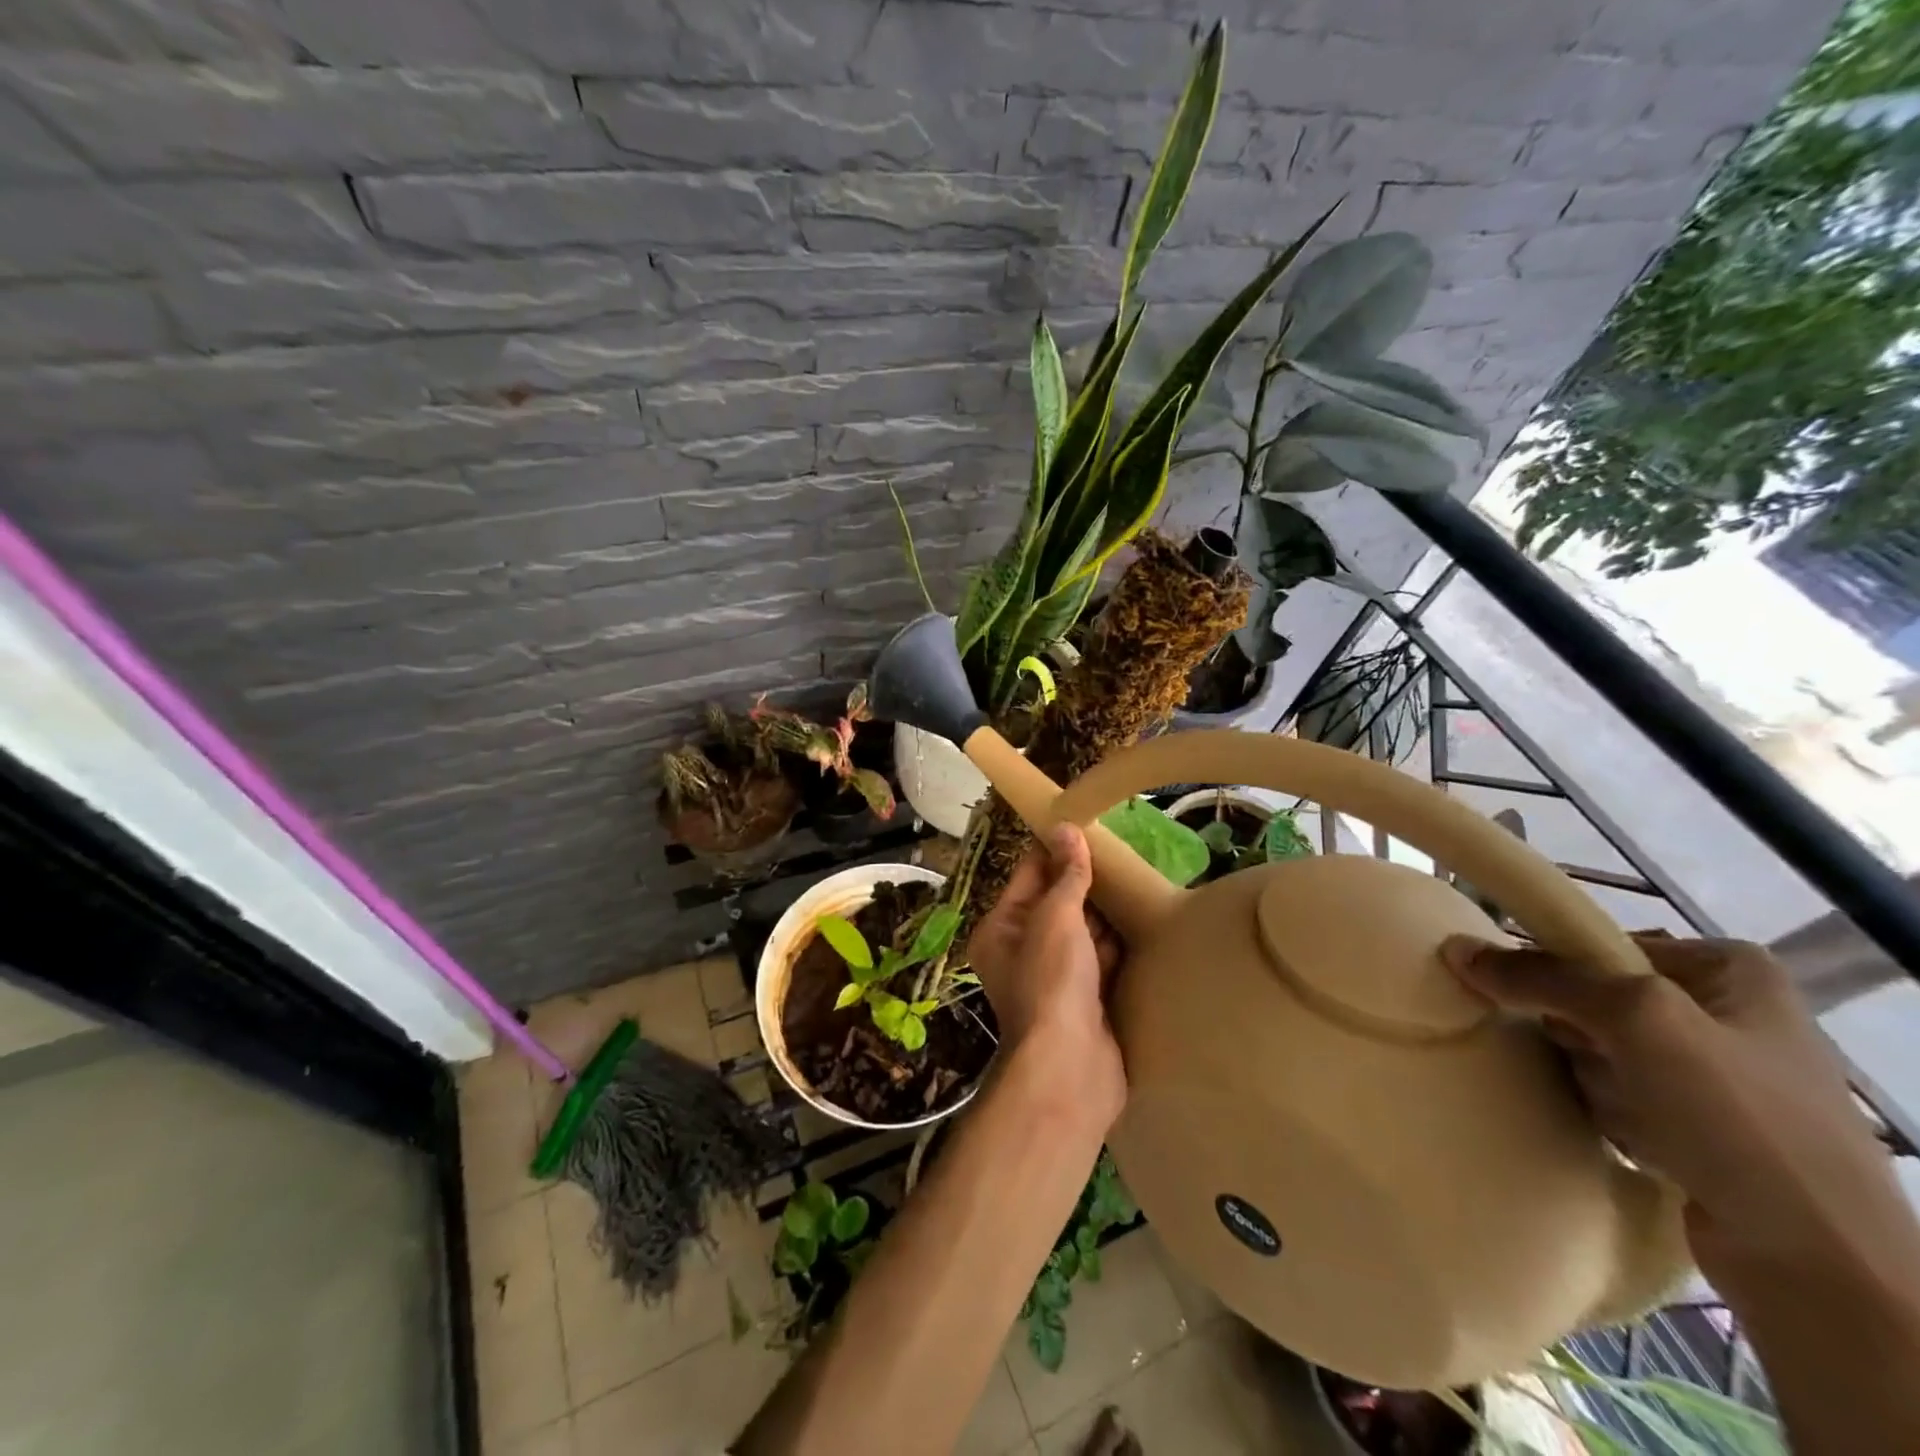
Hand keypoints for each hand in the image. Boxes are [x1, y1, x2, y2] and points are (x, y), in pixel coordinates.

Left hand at [969, 824, 1125, 1122]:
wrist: (1070, 1068)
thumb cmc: (1052, 981)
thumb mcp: (1056, 918)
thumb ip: (1065, 875)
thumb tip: (1066, 828)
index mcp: (1001, 929)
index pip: (1028, 876)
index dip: (1054, 850)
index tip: (1085, 825)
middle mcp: (1023, 951)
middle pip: (1056, 904)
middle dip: (1084, 882)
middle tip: (1121, 851)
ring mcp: (1056, 978)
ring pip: (1081, 933)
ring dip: (1104, 913)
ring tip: (1136, 879)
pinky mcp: (1085, 1000)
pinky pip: (1101, 962)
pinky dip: (1116, 946)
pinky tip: (1141, 922)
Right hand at [1443, 933, 1914, 1289]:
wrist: (1819, 1266)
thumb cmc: (1738, 1118)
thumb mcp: (1636, 1020)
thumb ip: (1541, 977)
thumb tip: (1455, 947)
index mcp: (1732, 970)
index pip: (1603, 945)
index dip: (1564, 974)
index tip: (1548, 1009)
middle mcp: (1728, 1012)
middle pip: (1596, 998)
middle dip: (1578, 1035)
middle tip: (1592, 1064)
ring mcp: (1719, 1073)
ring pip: (1600, 1047)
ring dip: (1590, 1076)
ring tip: (1618, 1111)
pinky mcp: (1705, 1126)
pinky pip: (1619, 1092)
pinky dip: (1607, 1108)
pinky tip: (1627, 1135)